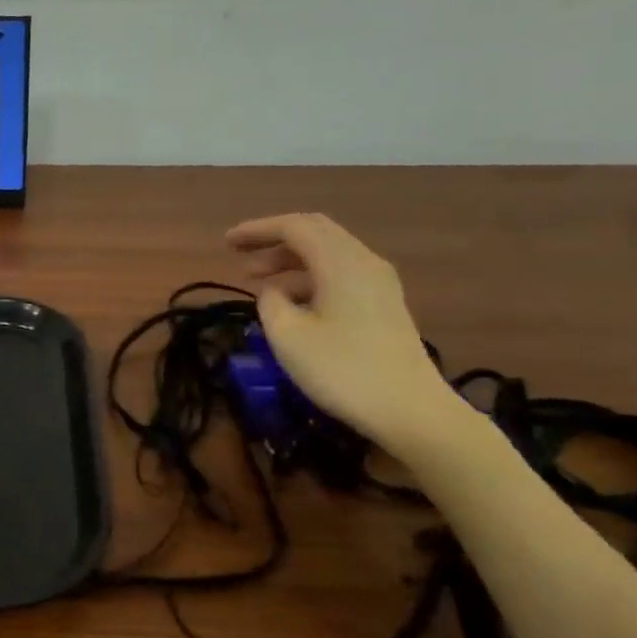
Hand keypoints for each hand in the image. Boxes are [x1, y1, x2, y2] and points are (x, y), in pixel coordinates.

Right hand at [225, 213, 459, 454]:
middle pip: (314, 232)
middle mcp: (363, 262)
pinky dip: (308, 276)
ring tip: (257, 279)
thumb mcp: (288, 336)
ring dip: (290, 259)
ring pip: (328, 253)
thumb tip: (273, 291)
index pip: (293, 227)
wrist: (411, 410)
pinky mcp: (384, 304)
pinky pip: (340, 273)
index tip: (225, 242)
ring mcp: (379, 283)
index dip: (256, 230)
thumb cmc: (342, 370)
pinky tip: (290, 301)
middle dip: (273, 239)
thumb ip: (270, 302)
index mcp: (340, 262)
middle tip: (239, 253)